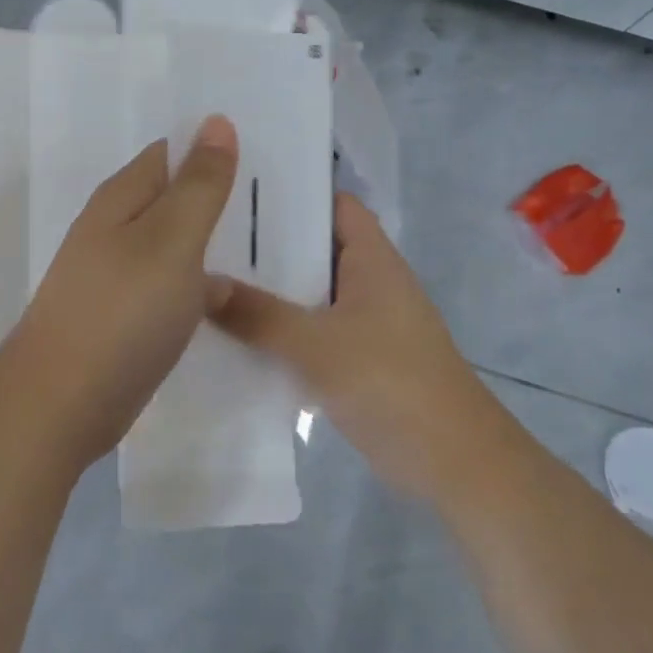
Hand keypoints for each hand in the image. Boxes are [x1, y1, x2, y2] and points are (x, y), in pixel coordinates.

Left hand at [0, 115, 239, 470]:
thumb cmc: (122, 312)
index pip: (171, 153)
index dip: (213, 148)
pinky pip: (173, 287)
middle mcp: (116, 230)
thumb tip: (216, 121)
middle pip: (175, 198)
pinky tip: (237, 296)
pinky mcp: (127, 318)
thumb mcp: (171, 239)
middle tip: (279, 200)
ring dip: (214, 243)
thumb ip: (199, 184)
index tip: (265, 155)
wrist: (61, 405)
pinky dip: (202, 285)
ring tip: (272, 244)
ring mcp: (119, 276)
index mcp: (123, 198)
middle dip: (219, 197)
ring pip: (177, 245)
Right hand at [210, 192, 500, 501]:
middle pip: (315, 248)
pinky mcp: (359, 358)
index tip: (241, 192)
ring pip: (310, 293)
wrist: (451, 460)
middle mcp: (370, 281)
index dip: (294, 193)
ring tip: (211, 281)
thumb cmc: (390, 381)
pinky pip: (312, 330)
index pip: (333, 204)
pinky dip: (283, 330)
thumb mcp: (316, 345)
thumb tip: (200, 283)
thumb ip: (259, 315)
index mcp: (372, 259)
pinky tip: (237, 336)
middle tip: (210, 238)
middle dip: (268, 245)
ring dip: (271, 291)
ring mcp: (366, 321)